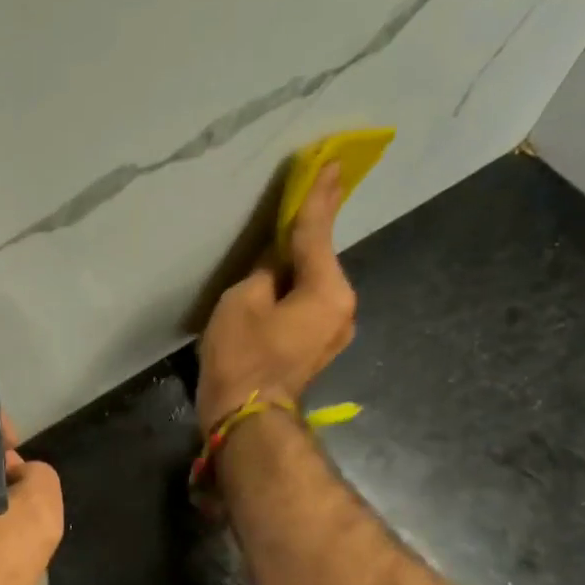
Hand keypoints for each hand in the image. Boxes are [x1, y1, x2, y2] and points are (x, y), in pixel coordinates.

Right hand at [195, 162, 355, 429]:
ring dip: (293, 274)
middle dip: (302, 242)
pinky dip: (291, 298)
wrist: (246, 420)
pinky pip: (305, 310)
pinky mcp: (315, 352)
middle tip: (293, 209)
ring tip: (271, 262)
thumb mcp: (243, 301)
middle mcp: (342, 309)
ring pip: (311, 289)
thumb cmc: (243, 357)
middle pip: (317, 263)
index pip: (317, 233)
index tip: (331, 165)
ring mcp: (332, 334)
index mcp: (328, 290)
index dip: (318, 197)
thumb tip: (274, 268)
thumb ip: (264, 272)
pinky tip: (273, 295)